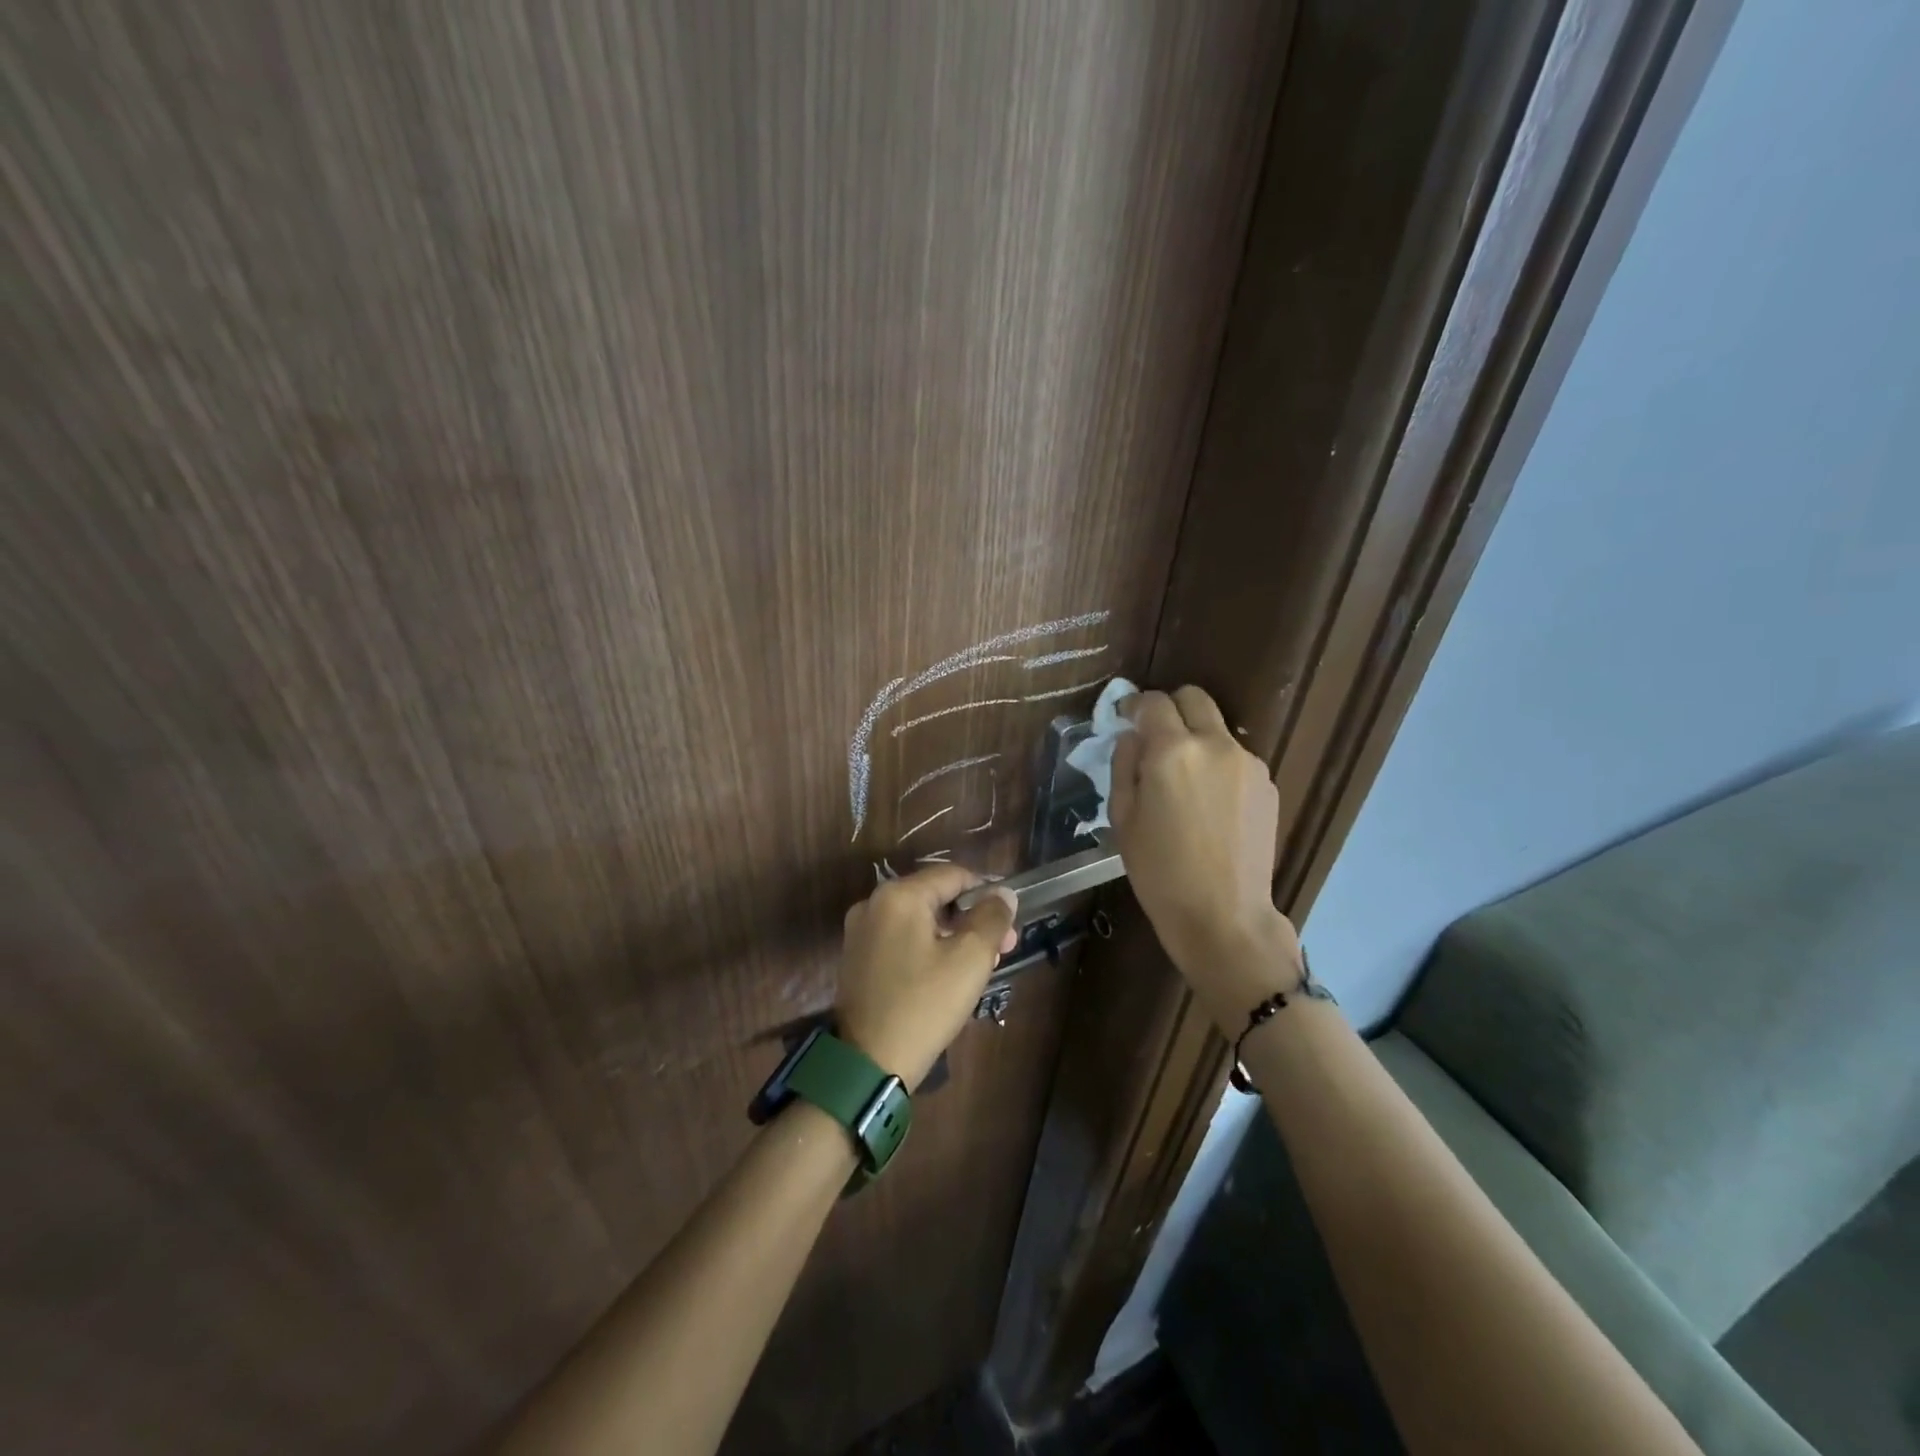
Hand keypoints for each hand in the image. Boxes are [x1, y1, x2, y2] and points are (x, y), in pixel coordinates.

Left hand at [836, 865, 1018, 1089]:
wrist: (868, 1064)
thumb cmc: (924, 1005)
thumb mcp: (969, 960)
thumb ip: (991, 918)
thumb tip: (1003, 893)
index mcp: (898, 896)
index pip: (953, 875)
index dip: (986, 893)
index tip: (1009, 924)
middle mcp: (873, 904)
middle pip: (935, 898)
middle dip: (972, 919)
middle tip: (1001, 950)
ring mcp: (860, 932)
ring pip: (919, 921)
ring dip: (953, 936)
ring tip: (981, 966)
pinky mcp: (857, 959)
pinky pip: (902, 940)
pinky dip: (928, 949)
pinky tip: (948, 975)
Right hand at [1110, 687, 1301, 1013]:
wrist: (1224, 915)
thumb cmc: (1160, 872)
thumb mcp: (1122, 819)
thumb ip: (1124, 766)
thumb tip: (1132, 738)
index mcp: (1171, 751)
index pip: (1152, 702)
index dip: (1134, 706)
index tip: (1125, 719)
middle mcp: (1214, 744)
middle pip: (1193, 698)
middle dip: (1170, 709)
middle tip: (1155, 739)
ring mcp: (1248, 762)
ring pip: (1217, 729)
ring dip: (1196, 739)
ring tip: (1185, 783)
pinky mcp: (1268, 783)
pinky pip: (1236, 758)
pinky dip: (1218, 766)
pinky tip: (1210, 806)